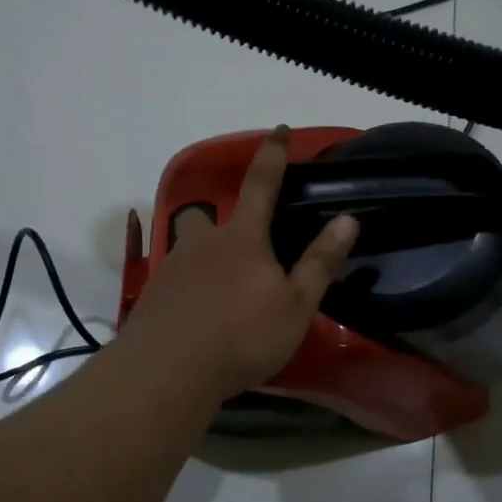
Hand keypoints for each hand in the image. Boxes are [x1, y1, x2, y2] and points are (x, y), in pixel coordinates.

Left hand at [118, 127, 359, 398]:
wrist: (169, 370)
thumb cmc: (242, 335)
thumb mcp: (295, 305)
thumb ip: (319, 262)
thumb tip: (347, 220)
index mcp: (243, 238)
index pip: (262, 183)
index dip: (273, 155)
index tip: (278, 131)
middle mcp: (203, 242)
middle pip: (209, 218)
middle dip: (223, 225)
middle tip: (241, 252)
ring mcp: (172, 267)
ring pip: (191, 251)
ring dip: (205, 262)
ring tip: (221, 296)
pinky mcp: (154, 295)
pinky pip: (176, 281)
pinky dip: (189, 292)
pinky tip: (198, 319)